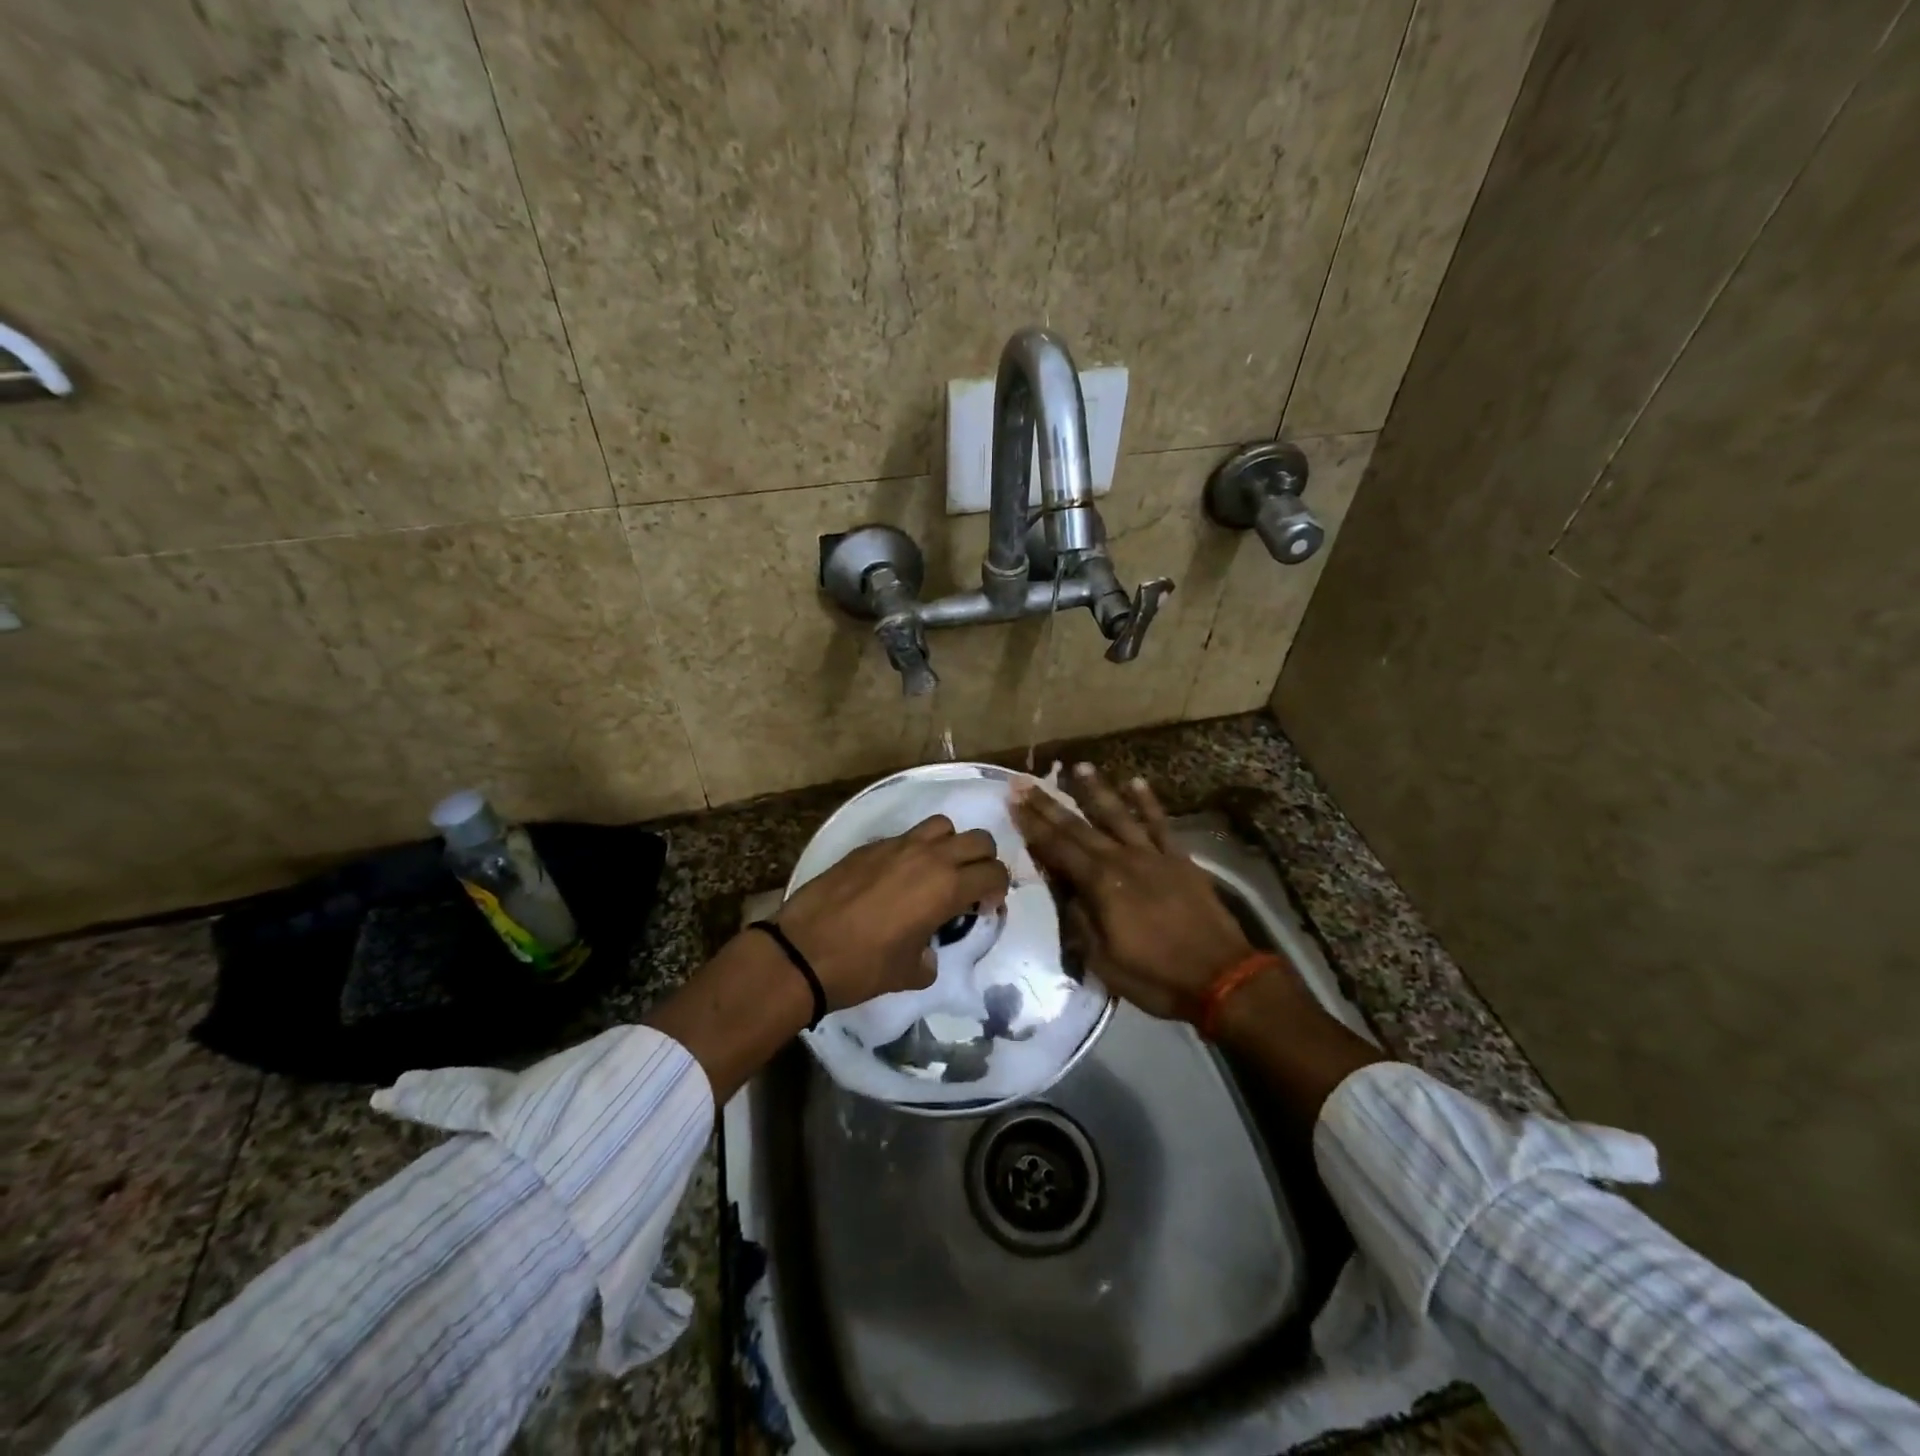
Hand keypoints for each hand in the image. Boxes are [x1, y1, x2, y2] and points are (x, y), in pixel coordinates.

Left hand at [775, 815, 1009, 1008]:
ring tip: (935, 873)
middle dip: (983, 862)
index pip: (994, 873)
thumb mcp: (910, 972)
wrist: (804, 951)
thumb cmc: (863, 966)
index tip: (983, 909)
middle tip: (968, 888)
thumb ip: (932, 956)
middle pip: (978, 839)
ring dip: (950, 845)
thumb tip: (928, 951)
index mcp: (946, 887)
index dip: (997, 891)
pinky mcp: (870, 846)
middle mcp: (928, 857)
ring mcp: (897, 846)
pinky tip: (896, 878)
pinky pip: (906, 836)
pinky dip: (914, 850)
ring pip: (942, 826)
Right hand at [1013, 764, 1254, 1020]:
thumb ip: (1080, 920)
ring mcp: (1153, 855)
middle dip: (1049, 803)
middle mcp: (1122, 860)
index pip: (1057, 848)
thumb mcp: (1103, 960)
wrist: (1222, 978)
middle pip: (1079, 826)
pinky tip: (1136, 781)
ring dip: (1097, 790)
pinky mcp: (1180, 859)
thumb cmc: (1156, 977)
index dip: (1032, 825)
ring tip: (1079, 766)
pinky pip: (1161, 824)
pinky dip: (1148, 802)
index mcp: (1100, 884)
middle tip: (1025, 781)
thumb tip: (1064, 890)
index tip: (1013, 801)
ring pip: (1119, 815)